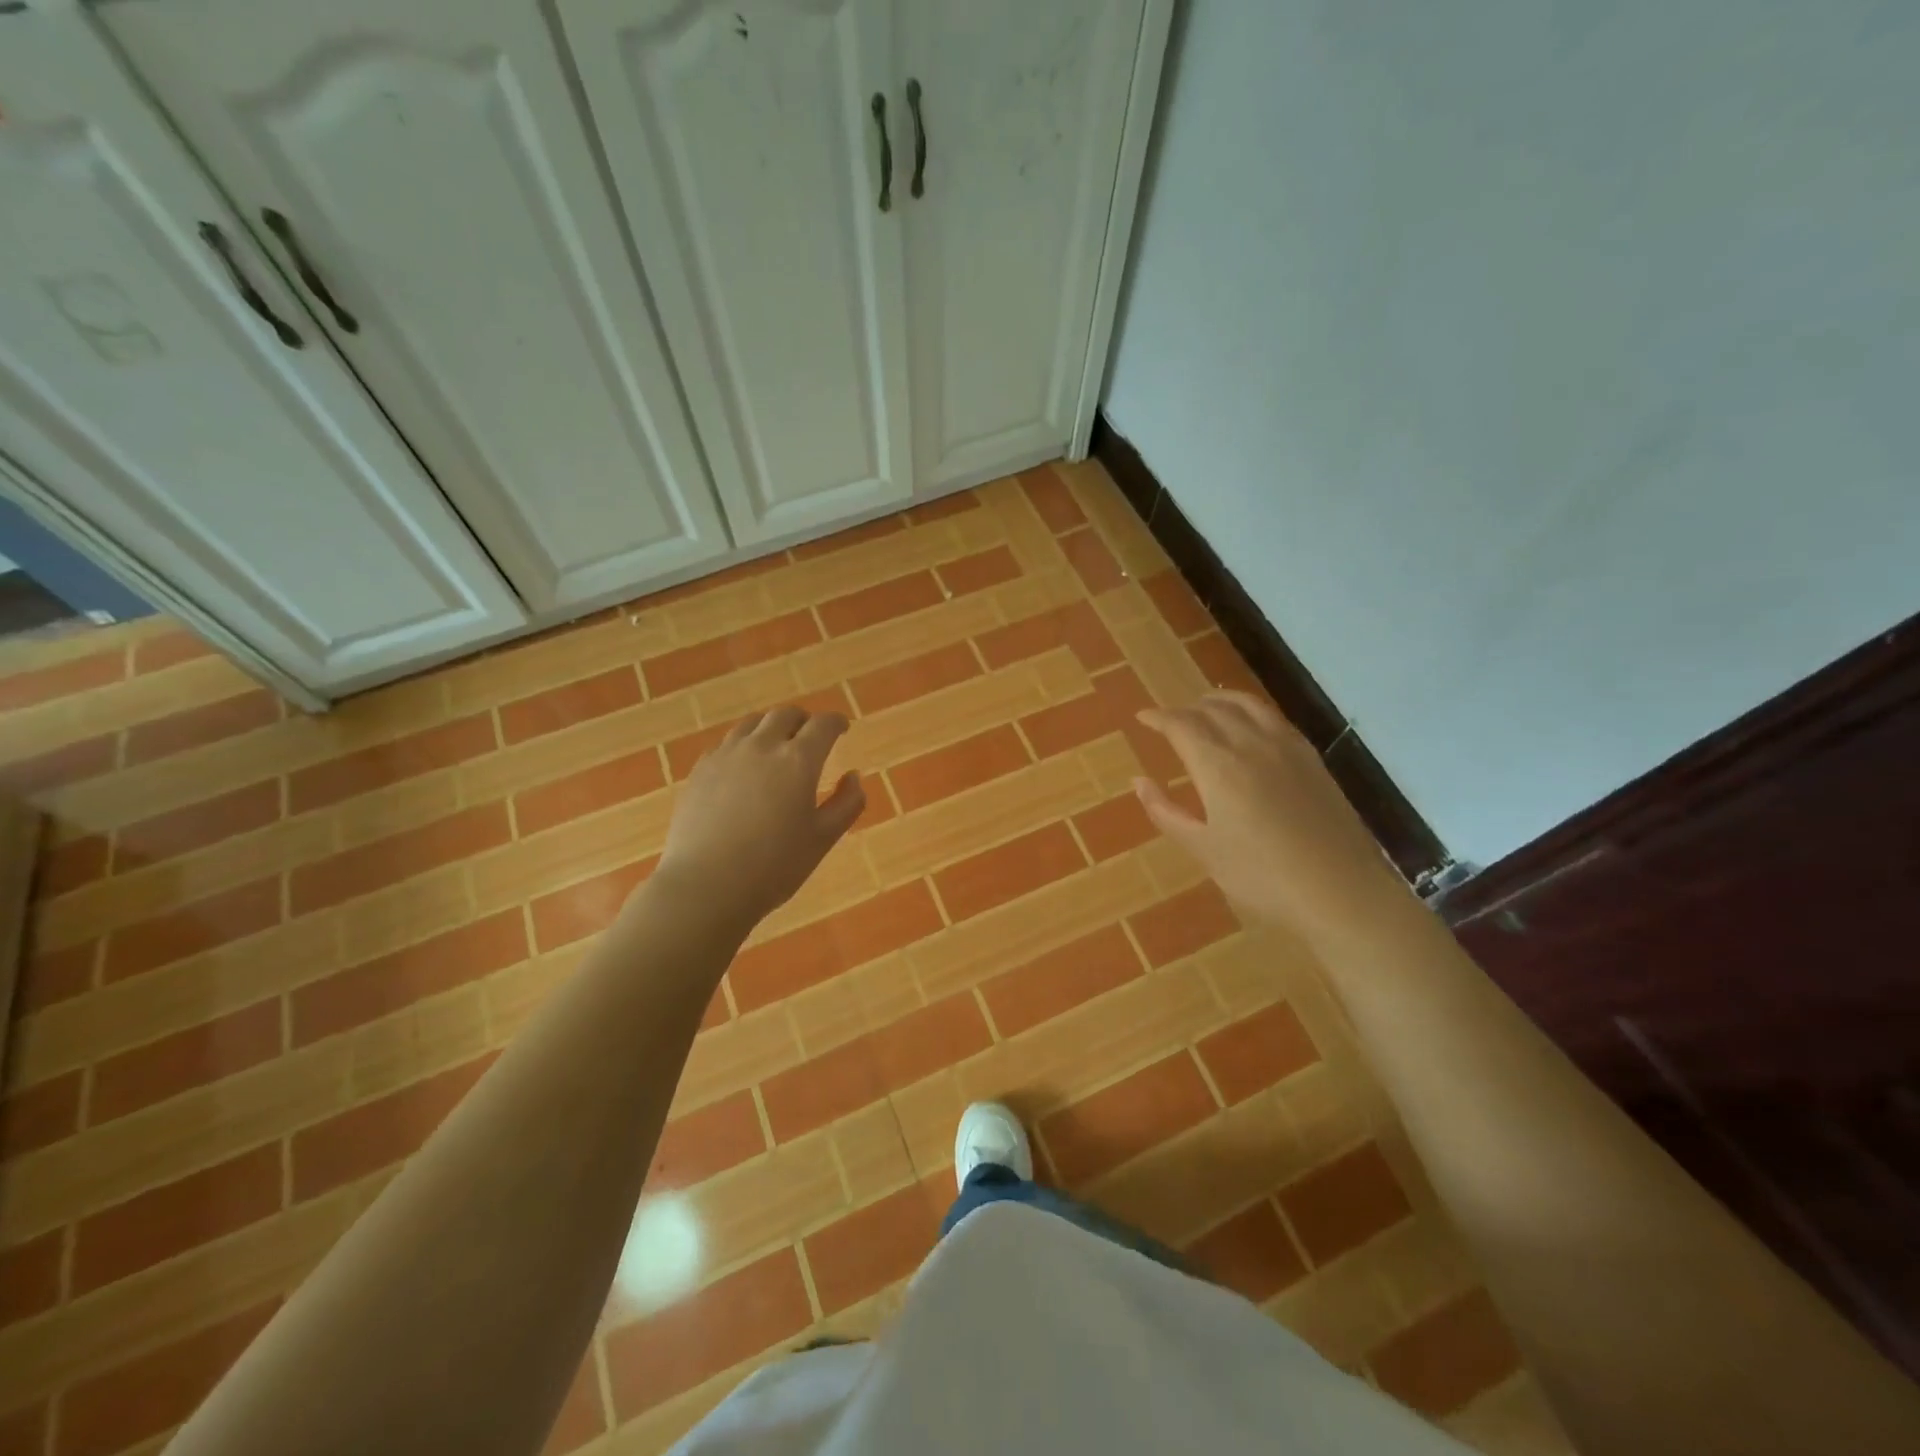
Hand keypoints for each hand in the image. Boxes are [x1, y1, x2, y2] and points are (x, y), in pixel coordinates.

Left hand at [655, 705, 865, 930]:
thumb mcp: (823, 839)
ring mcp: (726, 755)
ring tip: (776, 746)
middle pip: (785, 715)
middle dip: (803, 720)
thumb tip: (853, 776)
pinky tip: (743, 767)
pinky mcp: (700, 770)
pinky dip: (743, 745)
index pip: (823, 725)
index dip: (836, 722)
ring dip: (771, 727)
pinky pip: (726, 743)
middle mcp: (762, 746)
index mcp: (798, 760)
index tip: (842, 729)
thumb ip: (846, 804)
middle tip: (810, 735)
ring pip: (752, 723)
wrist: (706, 885)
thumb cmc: (774, 866)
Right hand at [1133, 692, 1410, 942]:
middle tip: (1170, 719)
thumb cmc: (1262, 876)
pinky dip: (1251, 710)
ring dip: (1220, 701)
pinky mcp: (1312, 758)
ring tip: (1206, 707)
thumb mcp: (1204, 850)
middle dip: (1186, 709)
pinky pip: (1274, 717)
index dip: (1159, 717)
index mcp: (1218, 766)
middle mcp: (1251, 744)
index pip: (1181, 725)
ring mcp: (1287, 747)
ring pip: (1248, 705)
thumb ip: (1166, 812)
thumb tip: (1139, 782)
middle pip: (1213, 709)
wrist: (1341, 892)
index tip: (1143, 717)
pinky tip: (1250, 725)